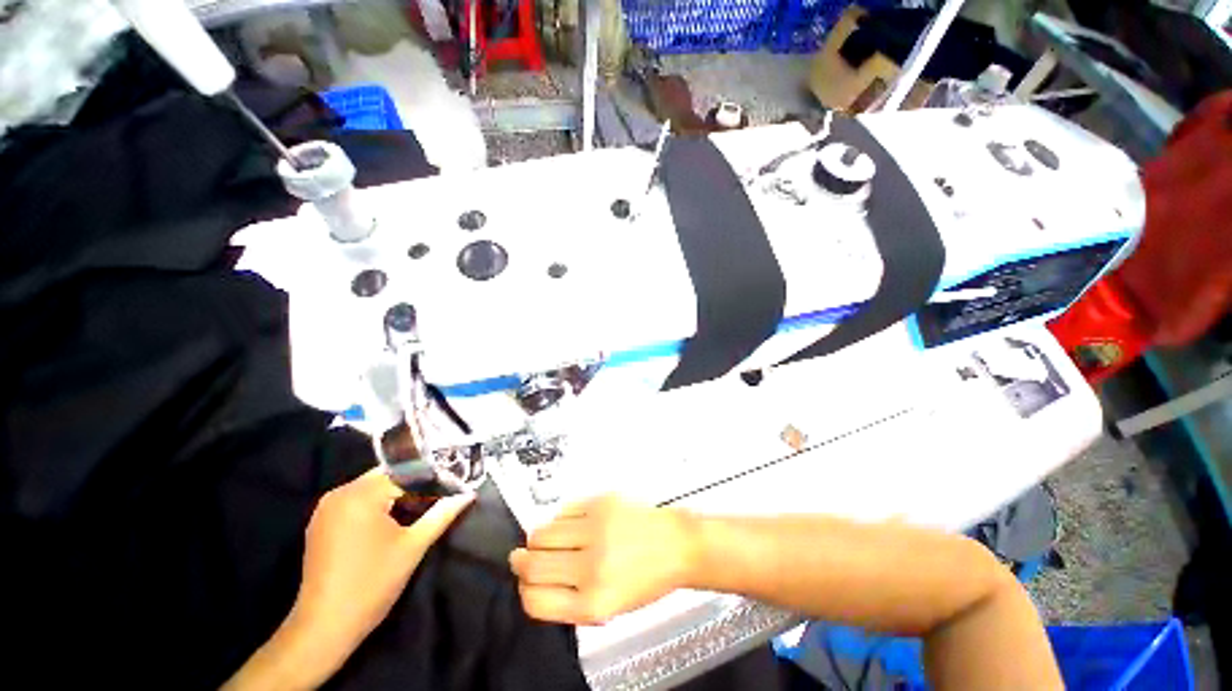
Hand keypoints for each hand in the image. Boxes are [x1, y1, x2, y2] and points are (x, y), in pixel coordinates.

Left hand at [295, 468, 473, 651]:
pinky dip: (377, 506)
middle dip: (415, 487)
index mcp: (361, 495)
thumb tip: (468, 494)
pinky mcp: (321, 523)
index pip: (406, 473)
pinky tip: (393, 523)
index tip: (452, 491)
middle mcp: (340, 493)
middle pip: (388, 477)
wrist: (324, 627)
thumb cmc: (372, 584)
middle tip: (439, 501)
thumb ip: (442, 514)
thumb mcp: (413, 546)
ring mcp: (326, 508)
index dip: (432, 481)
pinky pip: (356, 501)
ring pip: (372, 488)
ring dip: (397, 496)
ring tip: (420, 511)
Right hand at [509, 495, 696, 624]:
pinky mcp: (601, 502)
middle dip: (522, 561)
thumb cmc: (647, 578)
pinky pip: (564, 510)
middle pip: (531, 563)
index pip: (535, 600)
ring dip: (539, 538)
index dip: (525, 590)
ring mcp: (596, 529)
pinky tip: (574, 524)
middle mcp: (591, 566)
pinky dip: (562, 518)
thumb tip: (536, 581)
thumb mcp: (610, 606)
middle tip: (523, 556)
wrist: (676, 544)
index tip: (526, 582)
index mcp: (594, 603)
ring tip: (551, 539)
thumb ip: (571, 599)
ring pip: (542, 532)